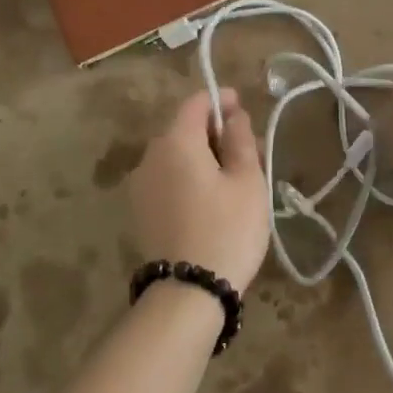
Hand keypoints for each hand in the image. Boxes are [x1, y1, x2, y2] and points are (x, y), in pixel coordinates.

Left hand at [127, 88, 269, 291]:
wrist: (188, 292)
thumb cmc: (227, 229)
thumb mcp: (247, 181)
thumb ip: (240, 140)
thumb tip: (233, 115)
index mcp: (175, 142)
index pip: (196, 103)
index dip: (221, 100)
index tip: (244, 107)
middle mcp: (150, 157)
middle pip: (184, 130)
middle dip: (216, 133)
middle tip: (251, 151)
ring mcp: (141, 186)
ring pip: (176, 157)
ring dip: (204, 157)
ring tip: (237, 179)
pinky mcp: (141, 212)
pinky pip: (168, 180)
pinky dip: (190, 178)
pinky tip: (214, 200)